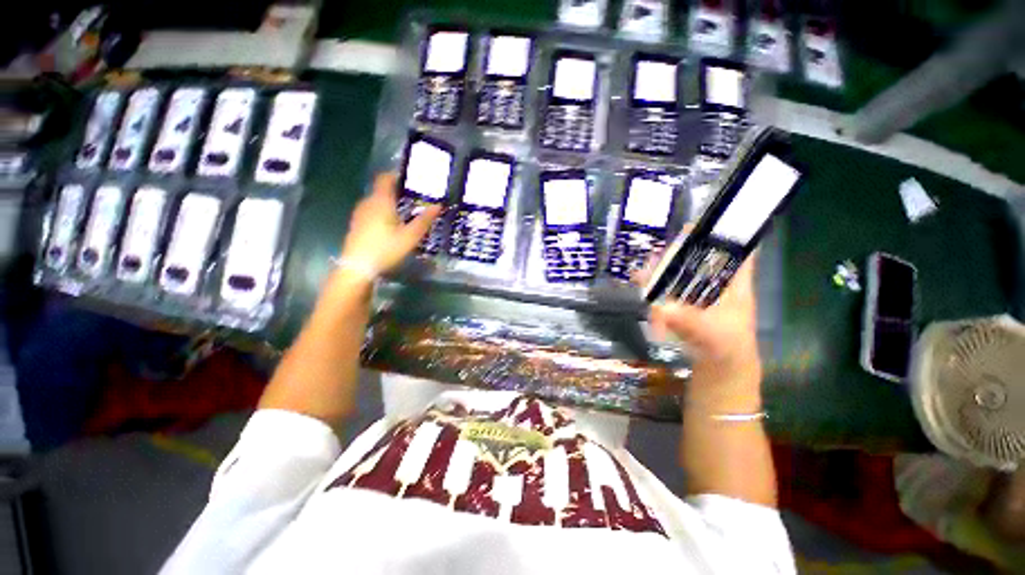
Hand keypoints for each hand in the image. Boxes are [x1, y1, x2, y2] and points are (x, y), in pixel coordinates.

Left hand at [339, 172, 440, 275]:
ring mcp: (359, 214)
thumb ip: (424, 220)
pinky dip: (382, 212)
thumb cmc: (386, 249)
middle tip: (413, 199)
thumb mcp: (410, 236)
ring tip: (405, 212)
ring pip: (376, 202)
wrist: (358, 267)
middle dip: (396, 192)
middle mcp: (367, 203)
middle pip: (381, 190)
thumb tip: (439, 205)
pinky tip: (391, 226)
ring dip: (389, 203)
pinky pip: (371, 211)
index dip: (396, 175)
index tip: (410, 179)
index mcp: (381, 201)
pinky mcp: (356, 224)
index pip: (385, 178)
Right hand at [633, 231, 760, 378]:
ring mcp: (697, 291)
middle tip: (659, 253)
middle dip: (679, 251)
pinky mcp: (682, 302)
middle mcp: (716, 282)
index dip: (724, 231)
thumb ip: (689, 322)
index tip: (701, 222)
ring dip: (661, 267)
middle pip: (700, 256)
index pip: (737, 249)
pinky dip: (653, 283)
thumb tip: (661, 309)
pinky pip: (667, 286)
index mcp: (736, 283)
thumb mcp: (713, 335)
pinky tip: (639, 282)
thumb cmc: (726, 348)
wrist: (718, 369)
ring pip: (680, 270)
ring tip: (643, 270)